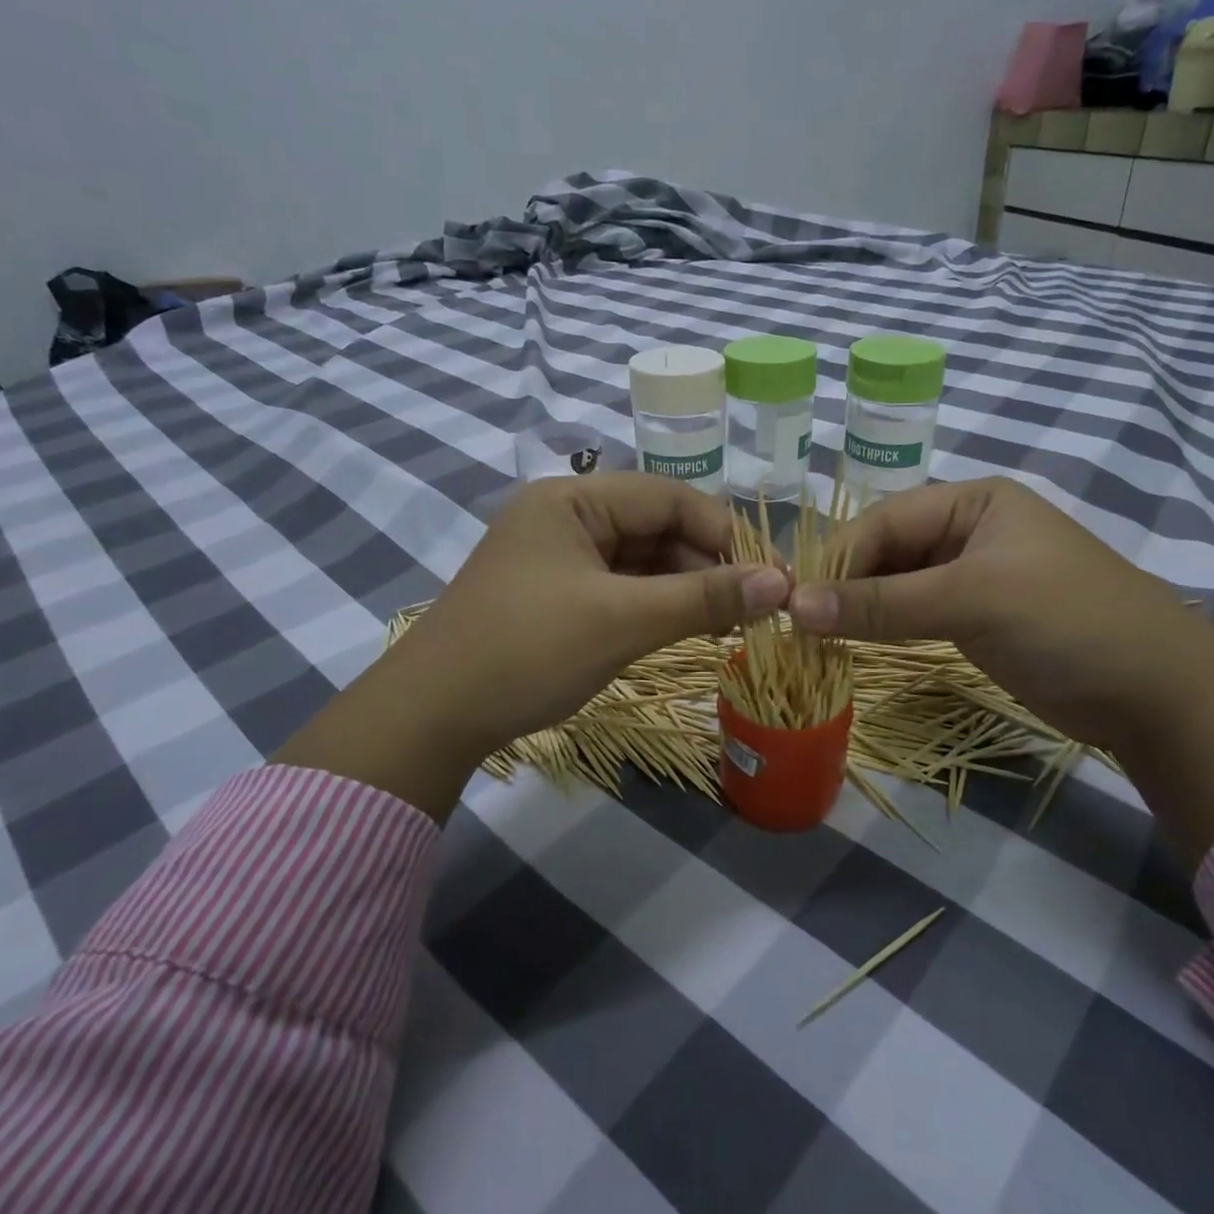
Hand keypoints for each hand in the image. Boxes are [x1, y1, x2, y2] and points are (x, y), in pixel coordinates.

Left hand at [275, 474, 787, 818]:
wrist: (432, 717)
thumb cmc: (528, 651)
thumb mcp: (623, 621)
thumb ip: (703, 598)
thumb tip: (781, 583)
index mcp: (572, 499)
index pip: (667, 496)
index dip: (723, 531)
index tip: (767, 576)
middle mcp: (565, 517)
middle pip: (655, 526)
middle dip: (704, 564)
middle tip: (751, 608)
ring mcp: (557, 557)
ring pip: (640, 560)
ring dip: (682, 588)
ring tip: (725, 625)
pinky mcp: (554, 594)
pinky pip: (618, 587)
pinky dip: (652, 606)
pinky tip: (681, 630)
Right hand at [790, 478, 1201, 746]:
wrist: (1159, 694)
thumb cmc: (1066, 622)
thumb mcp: (971, 601)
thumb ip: (881, 603)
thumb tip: (795, 607)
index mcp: (972, 500)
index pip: (883, 521)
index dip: (837, 560)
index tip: (796, 602)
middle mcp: (967, 529)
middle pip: (886, 550)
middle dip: (846, 586)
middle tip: (803, 627)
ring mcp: (972, 574)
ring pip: (896, 584)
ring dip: (861, 609)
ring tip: (819, 640)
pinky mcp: (976, 616)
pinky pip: (915, 613)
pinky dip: (885, 627)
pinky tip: (856, 645)